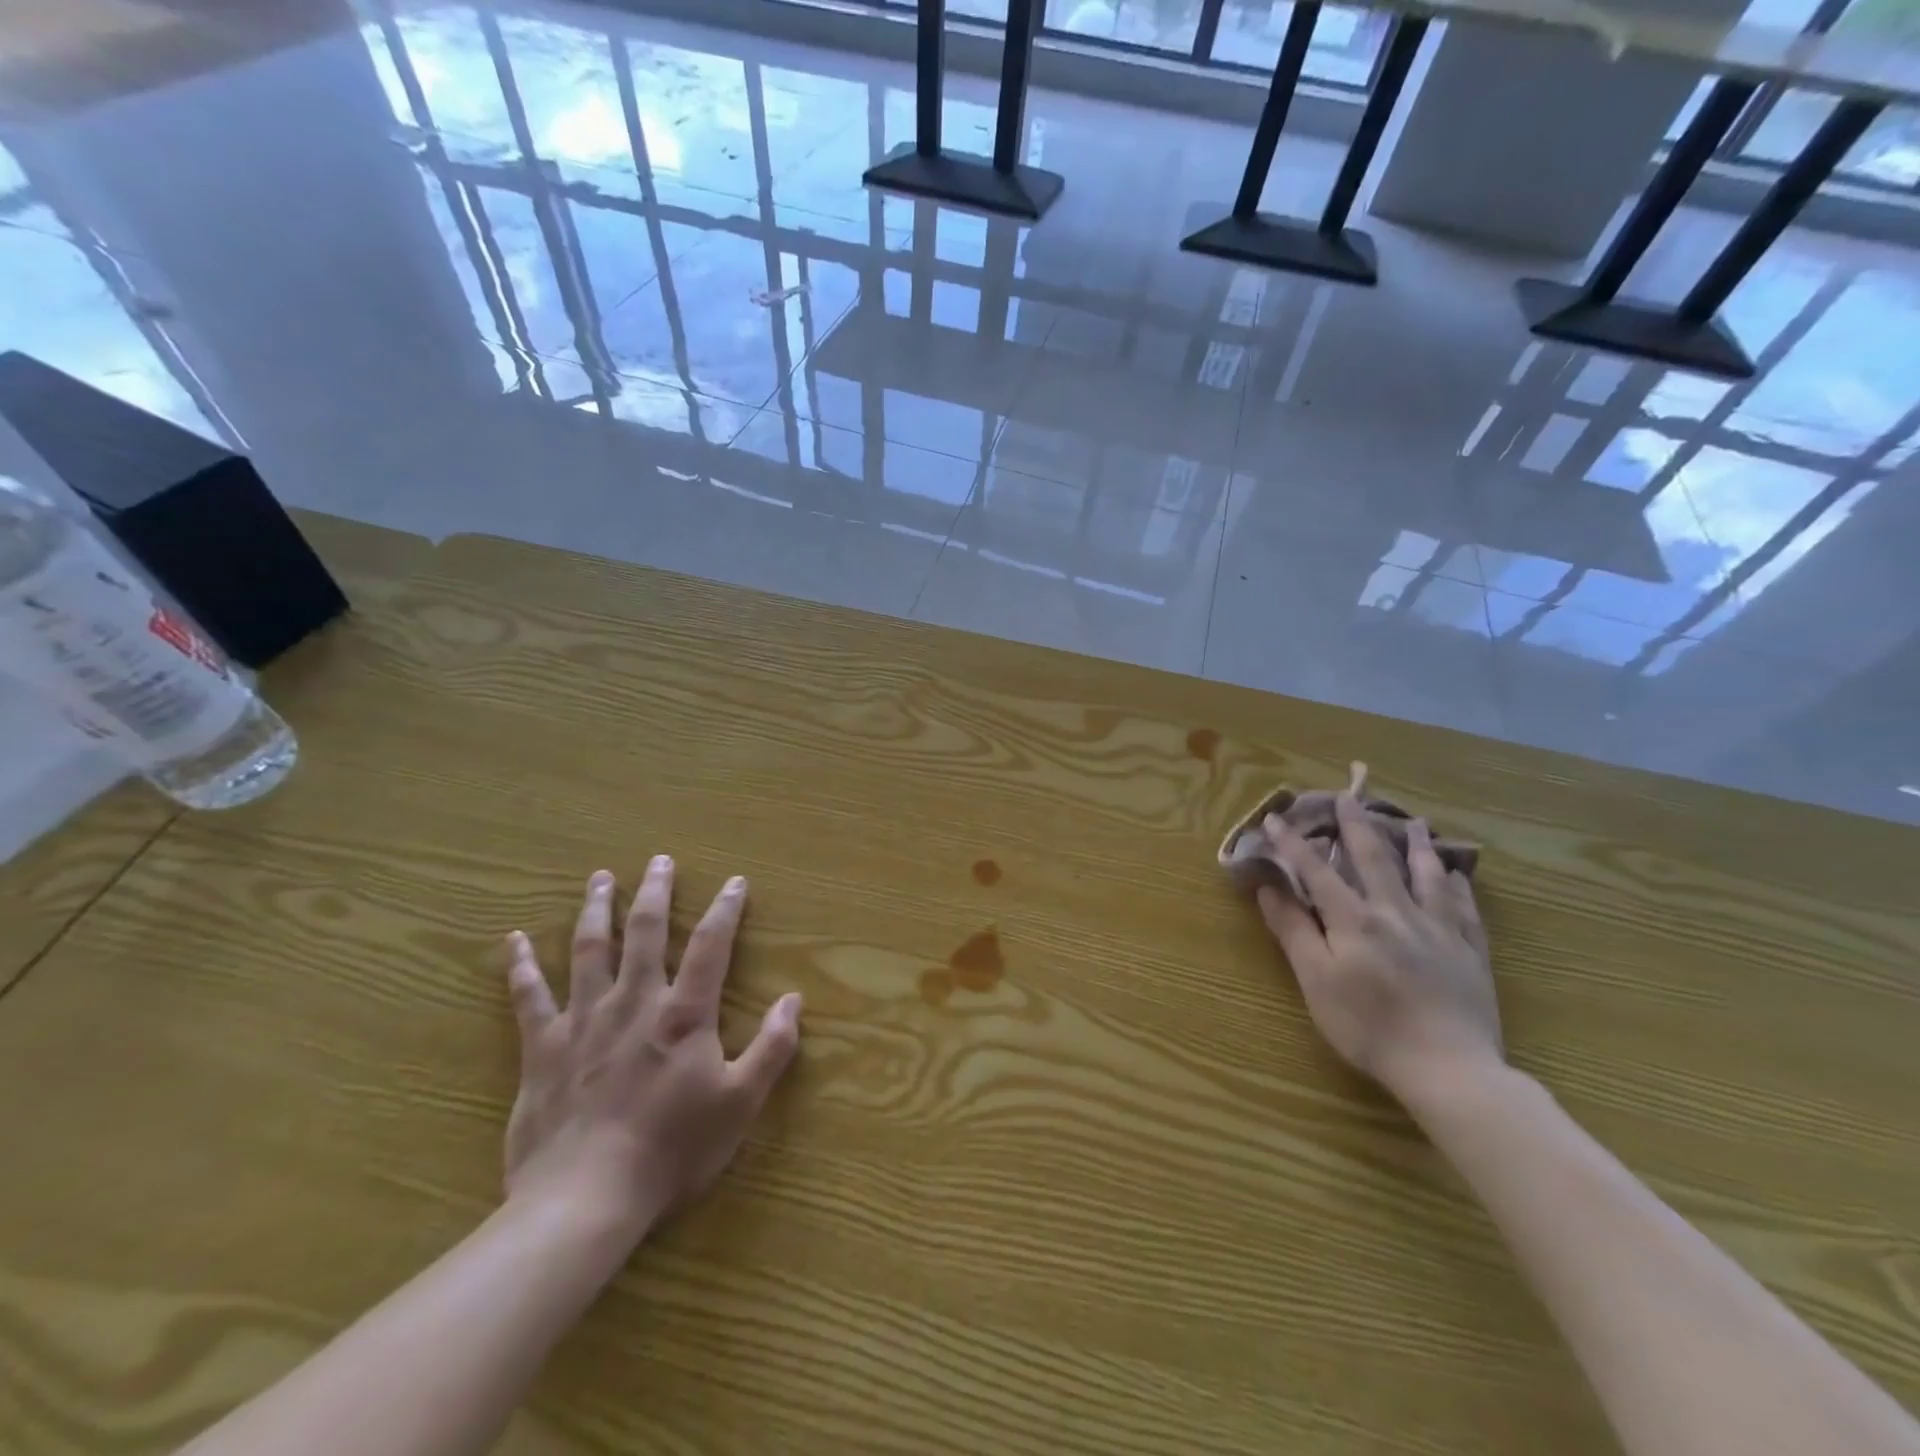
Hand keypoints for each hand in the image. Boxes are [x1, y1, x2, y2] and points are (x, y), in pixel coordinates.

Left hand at [502, 858, 802, 1241]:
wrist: (585, 1200)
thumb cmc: (672, 1151)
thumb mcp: (740, 1102)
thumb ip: (772, 1048)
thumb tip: (794, 999)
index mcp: (683, 1014)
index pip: (711, 946)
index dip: (725, 910)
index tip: (734, 881)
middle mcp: (634, 1002)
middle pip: (645, 931)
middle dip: (655, 892)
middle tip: (658, 860)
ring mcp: (584, 1021)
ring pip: (589, 950)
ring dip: (596, 910)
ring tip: (600, 878)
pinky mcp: (542, 1049)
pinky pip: (529, 998)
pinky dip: (521, 967)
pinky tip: (514, 940)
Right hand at [1256, 795, 1499, 1106]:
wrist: (1449, 1068)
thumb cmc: (1369, 1027)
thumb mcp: (1316, 981)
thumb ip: (1294, 931)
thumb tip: (1269, 888)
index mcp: (1354, 919)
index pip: (1316, 871)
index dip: (1293, 844)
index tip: (1276, 817)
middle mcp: (1396, 912)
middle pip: (1374, 859)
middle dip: (1357, 825)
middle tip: (1350, 796)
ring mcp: (1438, 929)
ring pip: (1426, 875)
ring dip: (1416, 845)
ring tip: (1415, 822)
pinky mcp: (1469, 951)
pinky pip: (1463, 907)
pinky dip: (1457, 885)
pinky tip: (1455, 875)